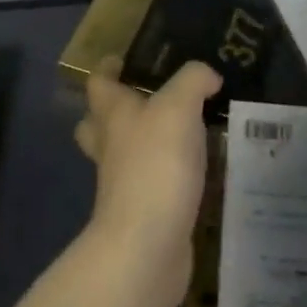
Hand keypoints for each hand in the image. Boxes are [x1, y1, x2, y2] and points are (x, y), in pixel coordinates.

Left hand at [74, 57, 219, 306]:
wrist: (147, 246)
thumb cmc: (156, 165)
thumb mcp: (179, 107)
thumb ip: (194, 81)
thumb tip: (208, 76)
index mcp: (112, 115)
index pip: (98, 83)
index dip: (108, 68)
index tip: (125, 60)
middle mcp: (111, 146)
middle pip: (100, 123)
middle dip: (118, 110)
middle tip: (152, 98)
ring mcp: (123, 183)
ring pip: (126, 155)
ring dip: (147, 144)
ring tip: (186, 132)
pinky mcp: (143, 212)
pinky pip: (152, 184)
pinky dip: (168, 175)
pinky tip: (198, 169)